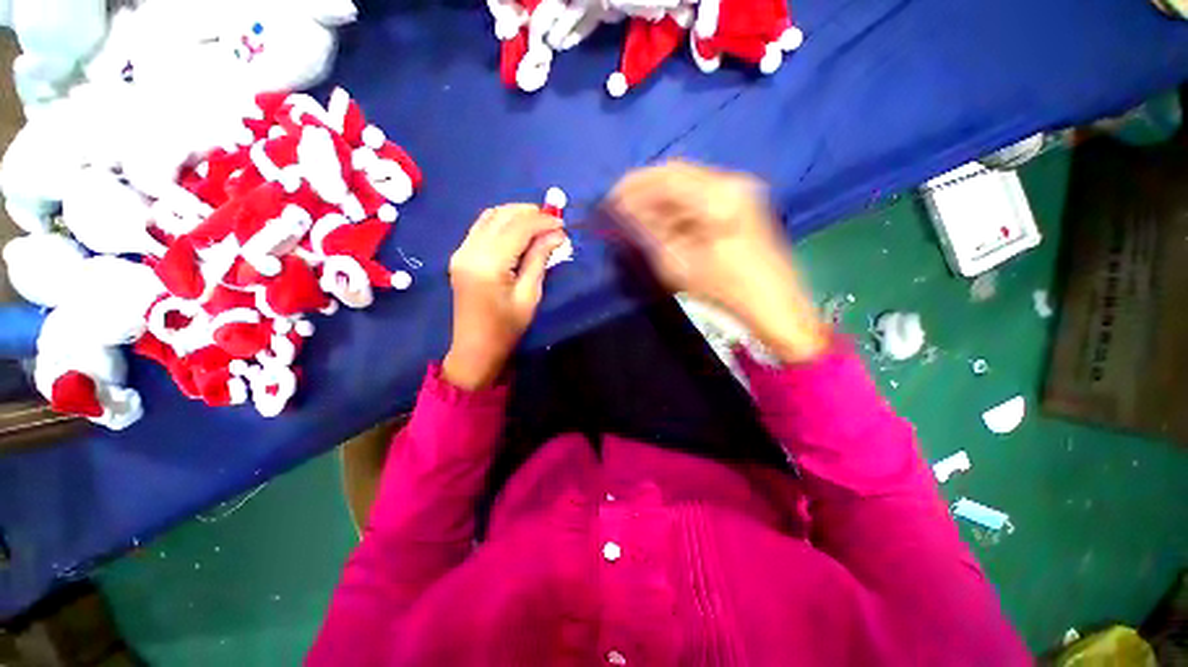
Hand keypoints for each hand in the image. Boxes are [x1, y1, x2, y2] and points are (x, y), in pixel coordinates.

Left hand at [444, 204, 566, 389]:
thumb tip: (557, 234)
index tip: (563, 224)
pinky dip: (502, 223)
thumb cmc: (507, 327)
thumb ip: (540, 259)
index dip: (542, 221)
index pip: (517, 228)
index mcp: (488, 263)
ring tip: (539, 224)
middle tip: (553, 221)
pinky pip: (481, 227)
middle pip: (501, 216)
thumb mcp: (529, 295)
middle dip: (529, 213)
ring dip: (515, 215)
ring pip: (489, 217)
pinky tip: (518, 231)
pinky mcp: (460, 255)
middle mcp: (469, 250)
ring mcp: (461, 251)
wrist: (475, 348)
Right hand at [609, 160, 828, 362]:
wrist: (775, 306)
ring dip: (660, 198)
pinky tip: (663, 222)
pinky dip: (677, 206)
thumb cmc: (726, 291)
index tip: (609, 200)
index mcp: (718, 197)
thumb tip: (625, 213)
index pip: (665, 177)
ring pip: (688, 184)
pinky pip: (700, 196)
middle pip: (677, 173)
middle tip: (619, 208)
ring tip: (637, 218)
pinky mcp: (742, 202)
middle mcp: (731, 182)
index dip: (633, 186)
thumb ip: (648, 233)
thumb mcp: (678, 266)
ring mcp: (740, 190)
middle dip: (644, 190)